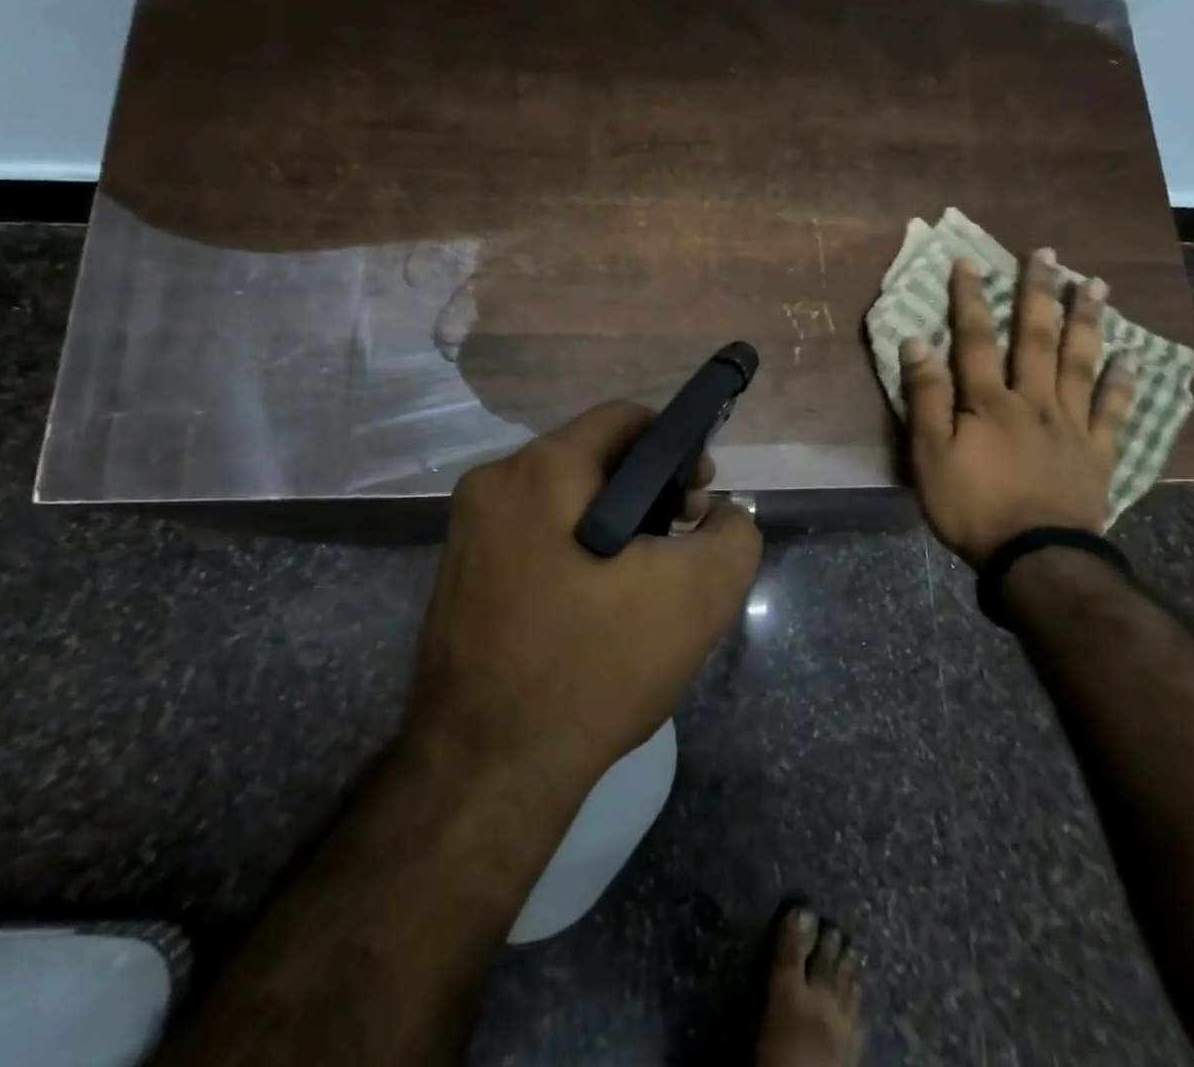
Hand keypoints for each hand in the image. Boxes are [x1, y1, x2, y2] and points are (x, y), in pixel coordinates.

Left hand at [406, 402, 763, 799]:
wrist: (487, 773)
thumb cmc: (594, 666)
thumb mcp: (697, 596)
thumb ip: (733, 535)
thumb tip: (721, 516)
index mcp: (540, 469)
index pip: (623, 419)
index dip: (676, 446)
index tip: (700, 496)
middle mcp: (493, 486)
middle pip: (592, 460)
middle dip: (647, 492)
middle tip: (679, 544)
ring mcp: (468, 534)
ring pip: (563, 502)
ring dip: (613, 526)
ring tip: (646, 583)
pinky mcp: (460, 578)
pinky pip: (535, 540)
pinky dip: (575, 554)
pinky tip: (599, 607)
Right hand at [900, 251, 1136, 567]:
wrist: (1035, 557)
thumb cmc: (972, 506)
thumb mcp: (929, 455)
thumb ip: (925, 397)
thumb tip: (917, 343)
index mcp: (988, 402)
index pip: (975, 339)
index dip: (969, 299)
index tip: (969, 261)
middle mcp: (1033, 400)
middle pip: (1036, 339)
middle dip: (1038, 293)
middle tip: (1047, 254)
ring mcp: (1071, 424)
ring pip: (1080, 363)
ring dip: (1086, 322)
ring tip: (1096, 285)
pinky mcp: (1097, 452)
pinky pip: (1113, 411)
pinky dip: (1122, 384)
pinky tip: (1131, 358)